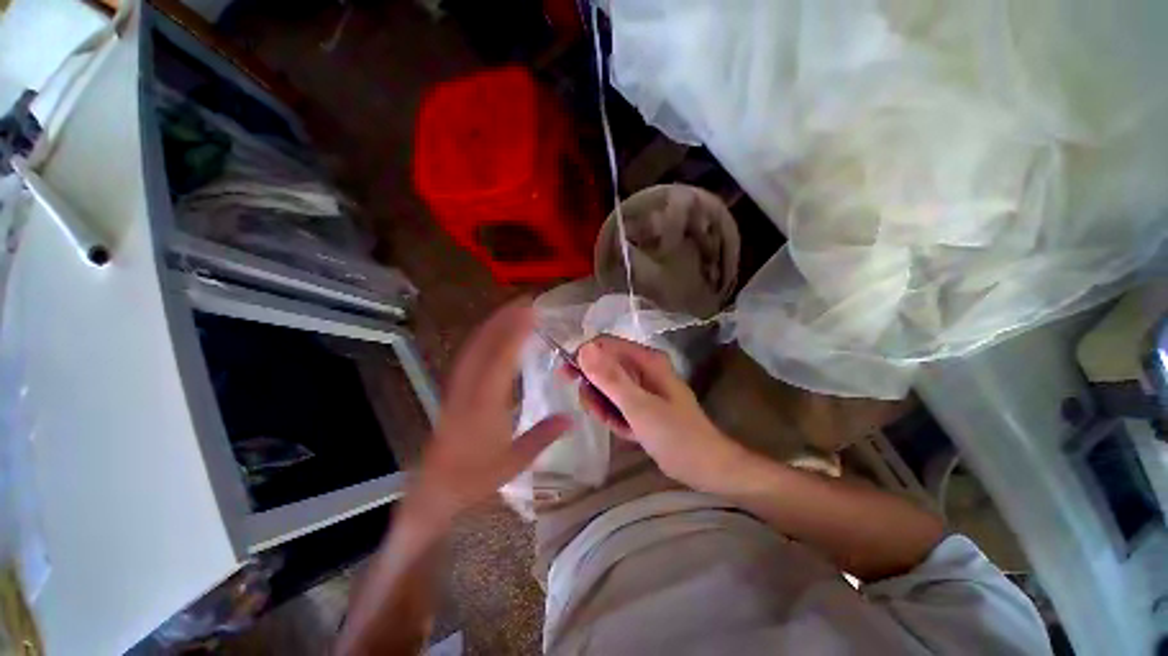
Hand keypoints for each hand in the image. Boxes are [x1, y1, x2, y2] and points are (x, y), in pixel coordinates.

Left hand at [407, 300, 570, 525]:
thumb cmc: (474, 477)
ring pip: (474, 346)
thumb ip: (543, 436)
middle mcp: (469, 388)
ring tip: (512, 310)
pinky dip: (482, 337)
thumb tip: (571, 417)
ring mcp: (458, 386)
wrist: (434, 488)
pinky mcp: (454, 388)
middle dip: (504, 318)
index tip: (531, 312)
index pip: (501, 359)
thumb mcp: (513, 462)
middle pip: (484, 343)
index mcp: (485, 403)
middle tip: (525, 302)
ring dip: (492, 324)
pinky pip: (468, 354)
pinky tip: (492, 333)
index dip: (516, 332)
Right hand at [575, 336, 745, 492]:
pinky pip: (617, 402)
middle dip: (593, 386)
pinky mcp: (642, 404)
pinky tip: (622, 430)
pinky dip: (614, 415)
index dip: (584, 356)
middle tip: (592, 407)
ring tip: (612, 423)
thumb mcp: (638, 406)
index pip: (605, 345)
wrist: (706, 467)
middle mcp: (643, 368)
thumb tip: (584, 349)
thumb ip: (610, 378)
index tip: (567, 376)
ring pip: (608, 386)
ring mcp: (643, 387)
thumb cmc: (674, 435)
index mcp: (646, 360)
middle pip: (605, 365)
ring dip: (603, 404)